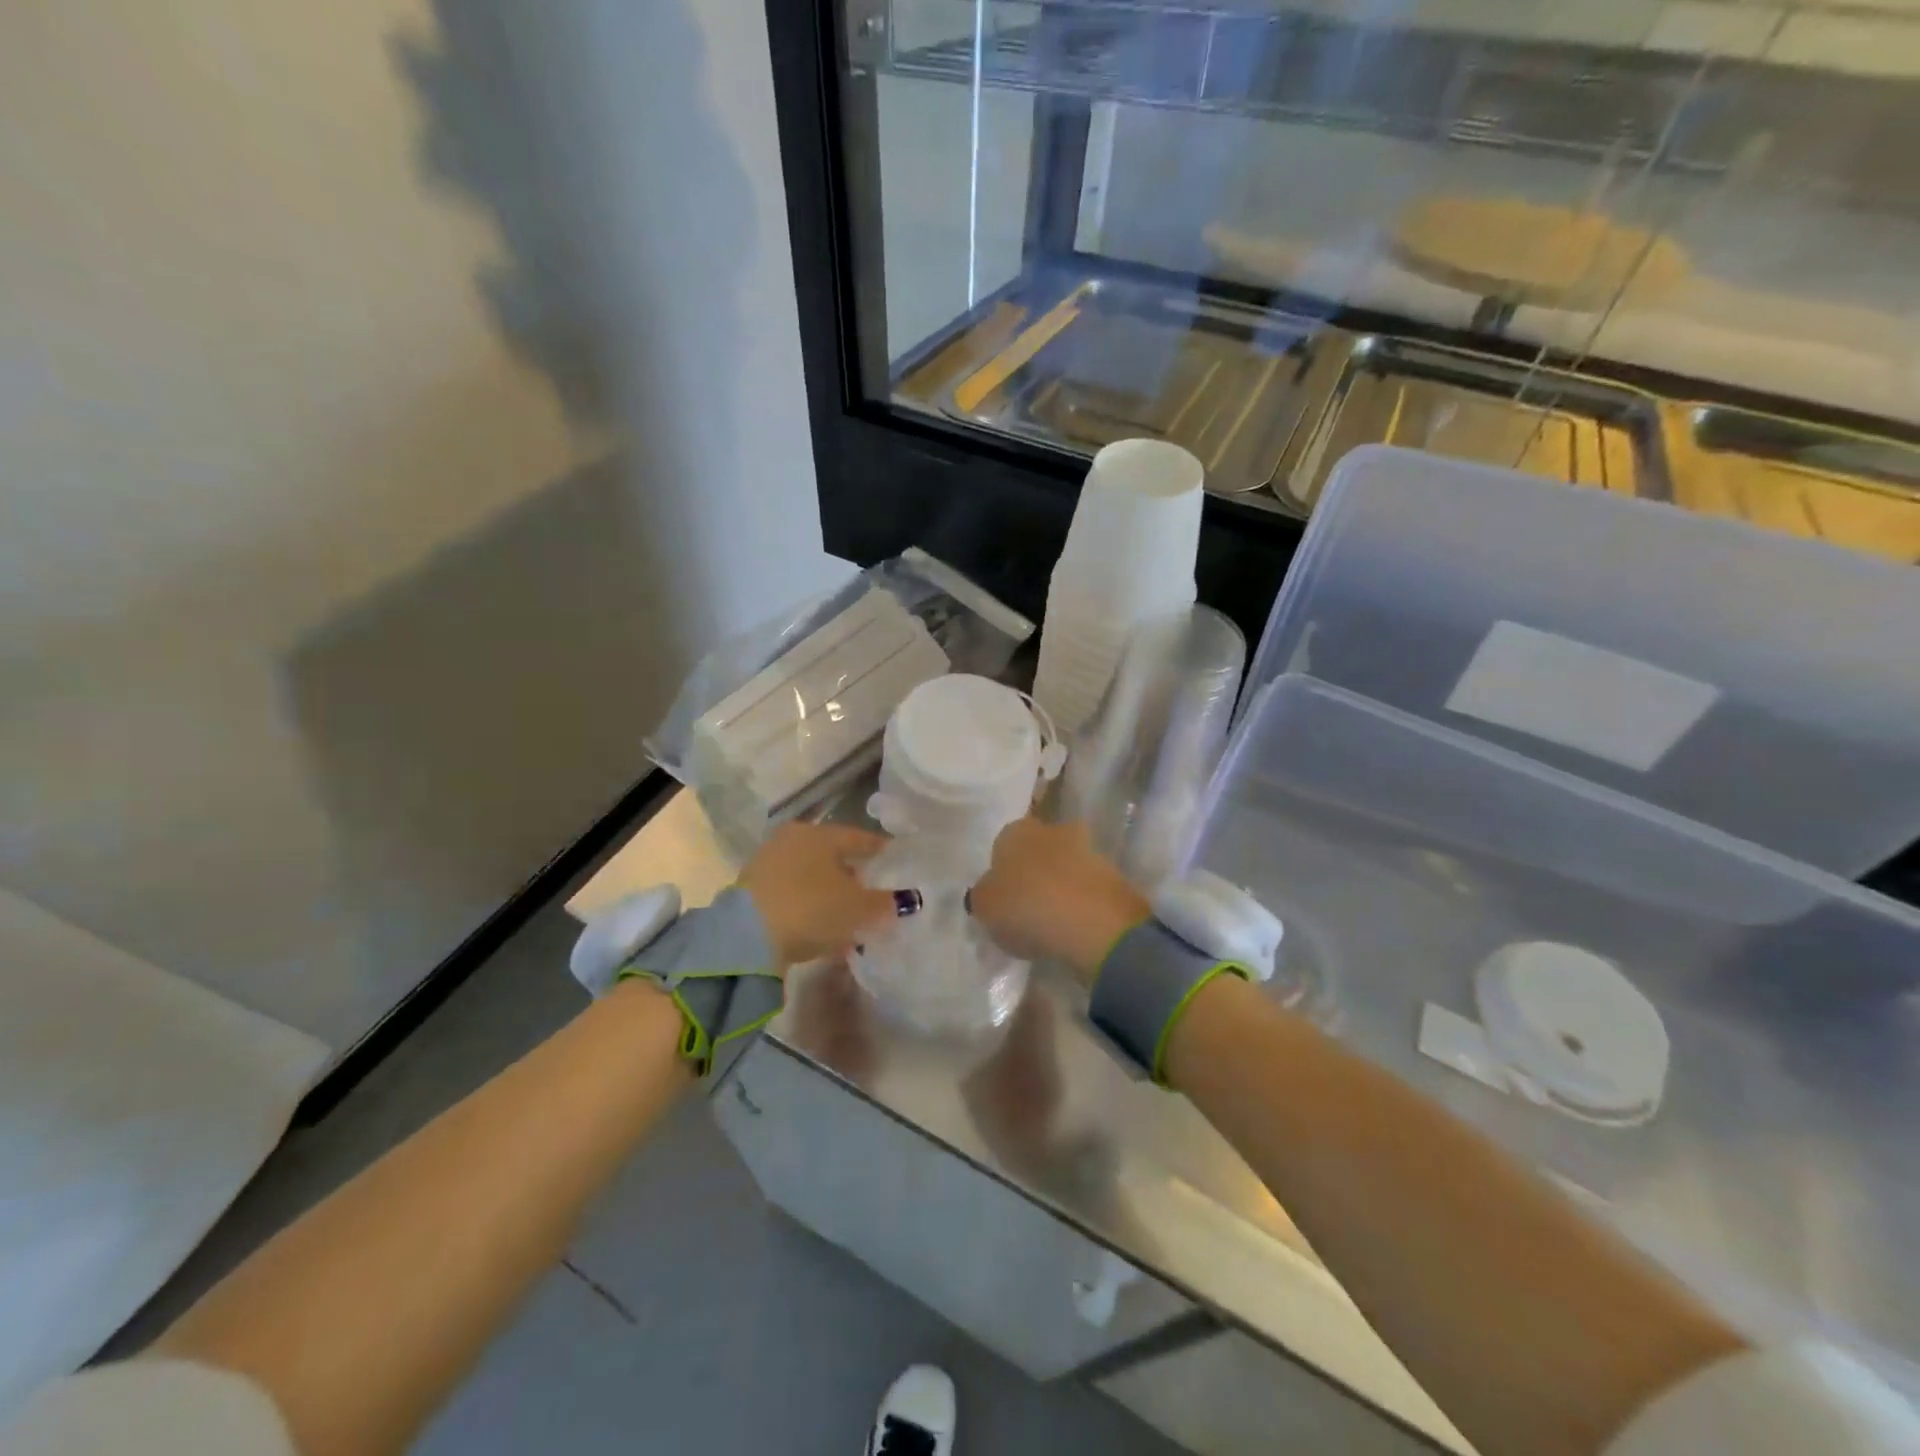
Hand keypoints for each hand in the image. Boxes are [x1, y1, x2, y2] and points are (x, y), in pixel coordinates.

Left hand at [738, 822, 905, 969]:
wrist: (745, 937)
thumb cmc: (811, 909)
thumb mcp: (858, 909)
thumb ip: (885, 903)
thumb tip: (906, 899)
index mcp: (821, 833)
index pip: (860, 838)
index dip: (882, 852)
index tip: (897, 863)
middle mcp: (794, 839)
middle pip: (833, 856)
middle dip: (854, 875)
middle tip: (873, 895)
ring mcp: (769, 862)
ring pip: (811, 876)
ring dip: (830, 894)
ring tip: (848, 918)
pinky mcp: (752, 890)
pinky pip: (793, 894)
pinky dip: (809, 906)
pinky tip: (820, 927)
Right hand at [969, 819, 1149, 983]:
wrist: (1094, 923)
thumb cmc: (1027, 907)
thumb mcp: (985, 908)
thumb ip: (983, 896)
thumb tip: (989, 892)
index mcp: (1016, 830)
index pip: (1002, 846)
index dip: (1000, 873)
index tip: (1001, 900)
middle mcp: (1053, 829)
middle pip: (1037, 851)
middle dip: (1033, 873)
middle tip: (1026, 909)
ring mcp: (1088, 849)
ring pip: (1065, 867)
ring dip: (1060, 887)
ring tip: (1052, 923)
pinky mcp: (1114, 874)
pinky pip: (1087, 888)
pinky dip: (1081, 903)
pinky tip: (1075, 928)